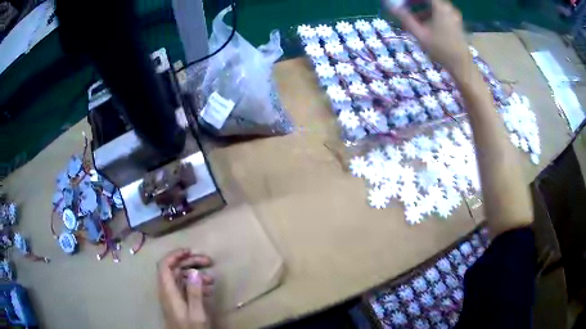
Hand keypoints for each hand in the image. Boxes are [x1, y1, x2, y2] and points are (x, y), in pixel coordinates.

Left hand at [158, 249, 214, 328]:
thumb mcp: (196, 314)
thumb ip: (194, 293)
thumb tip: (194, 272)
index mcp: (168, 292)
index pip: (165, 265)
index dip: (175, 255)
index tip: (190, 251)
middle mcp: (167, 291)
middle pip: (173, 269)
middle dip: (190, 262)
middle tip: (208, 261)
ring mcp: (171, 297)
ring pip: (179, 278)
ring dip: (194, 274)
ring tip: (211, 278)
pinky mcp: (177, 302)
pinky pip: (183, 287)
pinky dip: (194, 284)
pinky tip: (207, 289)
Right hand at [390, 0, 471, 76]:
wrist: (461, 65)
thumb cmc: (441, 50)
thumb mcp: (420, 34)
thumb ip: (406, 18)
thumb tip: (391, 8)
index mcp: (440, 7)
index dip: (411, 0)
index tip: (401, 3)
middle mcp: (448, 7)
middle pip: (429, 1)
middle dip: (415, 3)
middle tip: (405, 8)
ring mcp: (453, 15)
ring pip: (434, 6)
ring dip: (423, 10)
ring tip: (414, 20)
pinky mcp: (456, 22)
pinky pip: (441, 12)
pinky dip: (431, 14)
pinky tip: (425, 24)